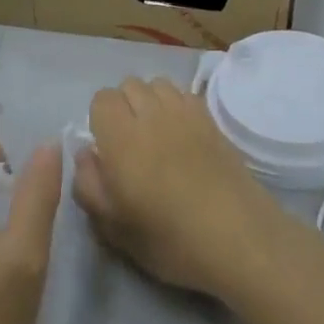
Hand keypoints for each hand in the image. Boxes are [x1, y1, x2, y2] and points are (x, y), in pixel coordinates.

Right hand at [75, 77, 285, 297]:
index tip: (106, 148)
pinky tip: (182, 134)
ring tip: (156, 134)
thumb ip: (88, 186)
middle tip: (129, 142)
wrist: (238, 238)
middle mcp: (152, 114)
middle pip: (130, 85)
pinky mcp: (212, 120)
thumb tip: (85, 154)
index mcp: (122, 137)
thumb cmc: (169, 238)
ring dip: (151, 101)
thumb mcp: (114, 228)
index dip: (99, 119)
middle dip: (124, 106)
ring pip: (159, 84)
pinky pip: (185, 94)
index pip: (102, 99)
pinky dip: (176, 105)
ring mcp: (186, 113)